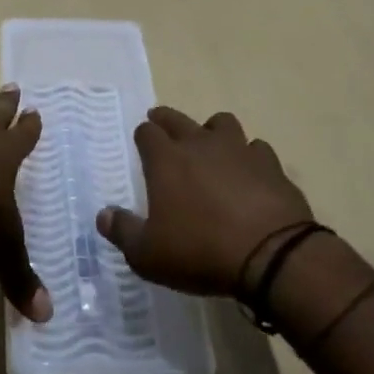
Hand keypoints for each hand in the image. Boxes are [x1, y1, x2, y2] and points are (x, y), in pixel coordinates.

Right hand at [98, 107, 312, 296]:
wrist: (271, 254)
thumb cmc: (200, 251)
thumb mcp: (148, 254)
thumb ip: (123, 232)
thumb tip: (102, 215)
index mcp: (166, 160)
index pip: (147, 133)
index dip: (142, 136)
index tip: (141, 141)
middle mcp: (200, 144)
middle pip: (178, 118)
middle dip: (166, 120)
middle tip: (161, 124)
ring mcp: (238, 150)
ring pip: (221, 123)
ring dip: (212, 130)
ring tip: (210, 144)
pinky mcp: (270, 164)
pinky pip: (256, 149)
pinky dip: (249, 156)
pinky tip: (249, 172)